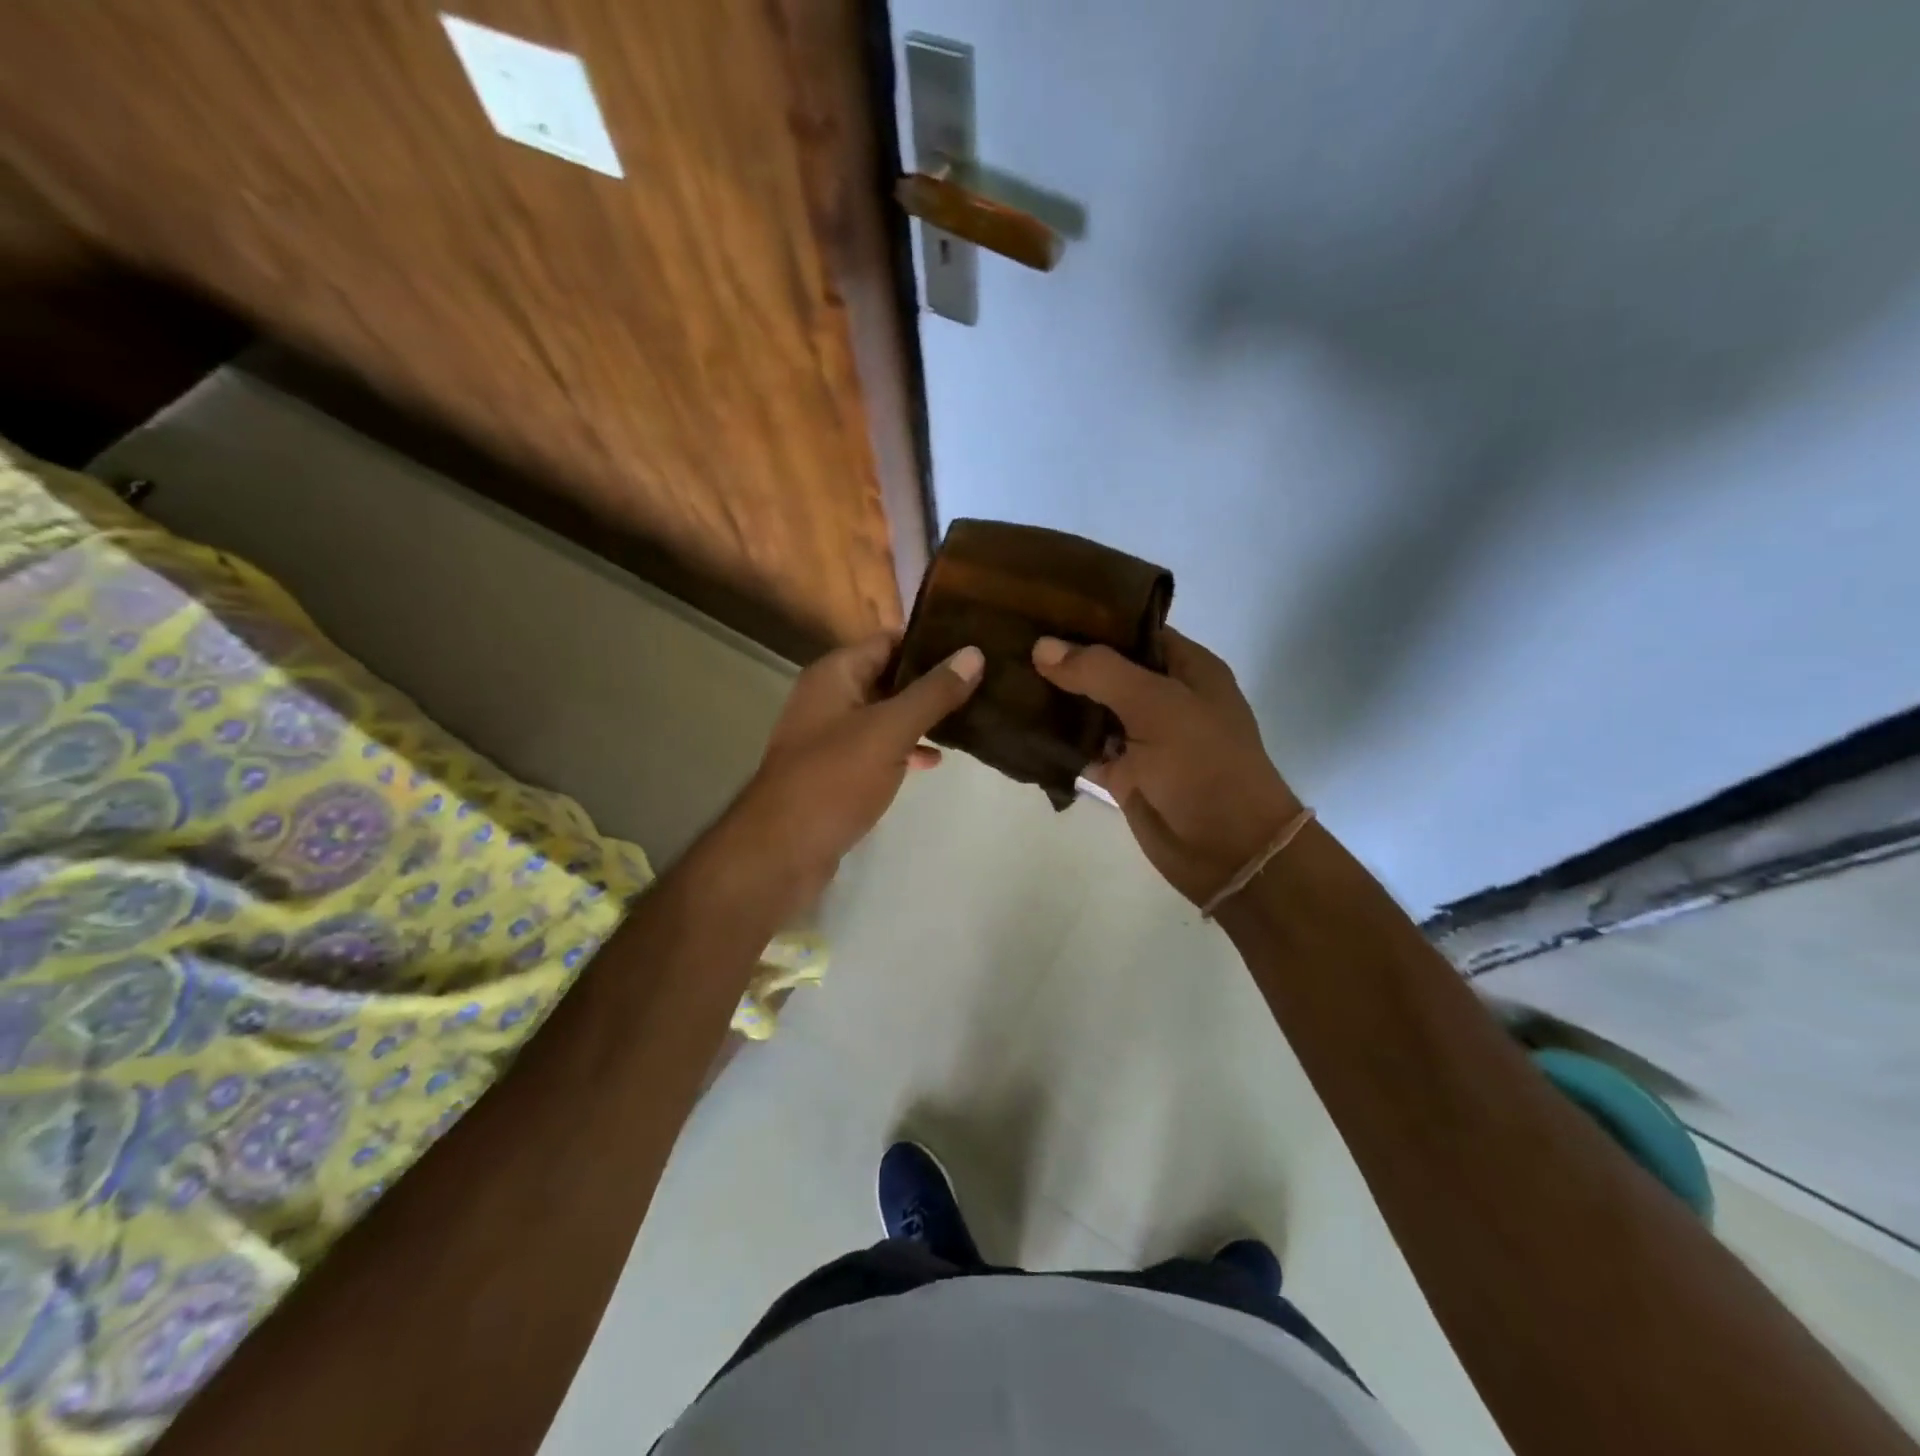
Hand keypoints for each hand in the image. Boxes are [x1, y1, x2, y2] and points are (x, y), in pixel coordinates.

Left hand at [722, 633, 982, 915]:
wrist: (782, 852)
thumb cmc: (834, 780)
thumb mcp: (890, 730)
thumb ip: (933, 693)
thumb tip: (974, 652)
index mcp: (835, 675)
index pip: (888, 641)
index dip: (929, 642)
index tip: (974, 645)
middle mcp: (829, 698)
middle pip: (888, 677)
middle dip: (931, 681)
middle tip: (983, 681)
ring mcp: (831, 737)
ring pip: (886, 715)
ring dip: (922, 717)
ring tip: (972, 717)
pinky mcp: (837, 772)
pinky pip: (878, 749)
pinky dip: (905, 749)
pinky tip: (936, 760)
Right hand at [1032, 629, 1301, 905]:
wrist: (1228, 850)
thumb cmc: (1204, 765)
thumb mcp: (1157, 706)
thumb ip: (1100, 672)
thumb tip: (1042, 646)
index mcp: (1187, 669)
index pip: (1134, 630)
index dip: (1092, 620)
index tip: (1042, 608)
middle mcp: (1164, 698)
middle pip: (1108, 670)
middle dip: (1066, 660)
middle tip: (1011, 641)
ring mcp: (1143, 738)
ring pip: (1092, 709)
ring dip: (1056, 699)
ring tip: (1004, 675)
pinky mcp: (1123, 774)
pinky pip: (1084, 749)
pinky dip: (1057, 741)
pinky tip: (1018, 724)